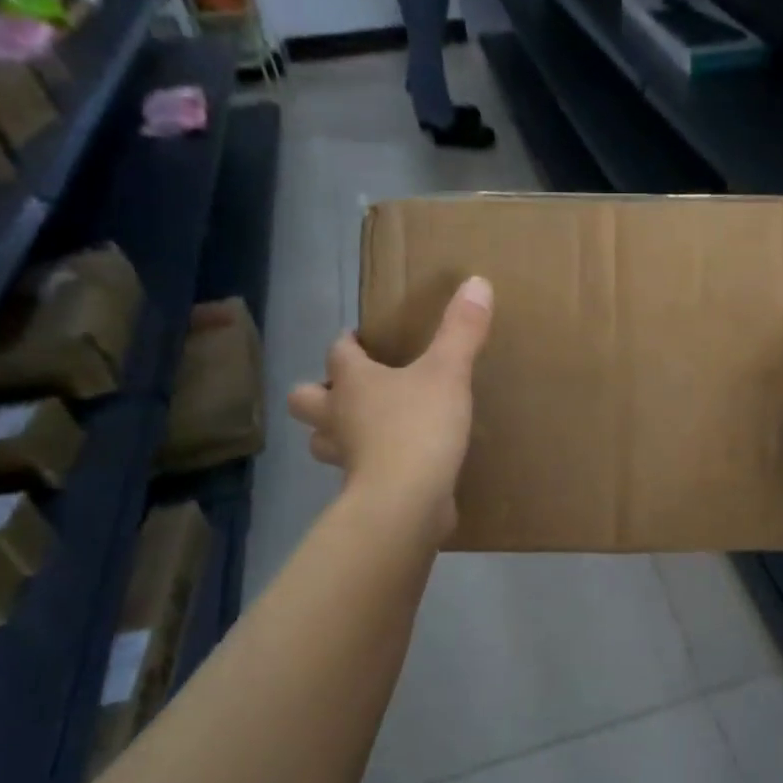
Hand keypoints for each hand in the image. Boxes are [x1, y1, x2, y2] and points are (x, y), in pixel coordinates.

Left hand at [288, 277, 493, 533]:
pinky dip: (365, 466)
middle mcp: (338, 418)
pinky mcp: (362, 491)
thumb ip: (462, 330)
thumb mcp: (449, 372)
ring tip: (360, 429)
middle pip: (305, 401)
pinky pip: (355, 473)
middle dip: (318, 393)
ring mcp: (346, 458)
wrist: (407, 500)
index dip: (346, 343)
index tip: (356, 338)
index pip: (337, 353)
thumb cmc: (419, 427)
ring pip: (322, 441)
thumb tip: (477, 281)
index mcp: (353, 383)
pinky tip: (390, 465)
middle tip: (346, 390)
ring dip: (334, 432)